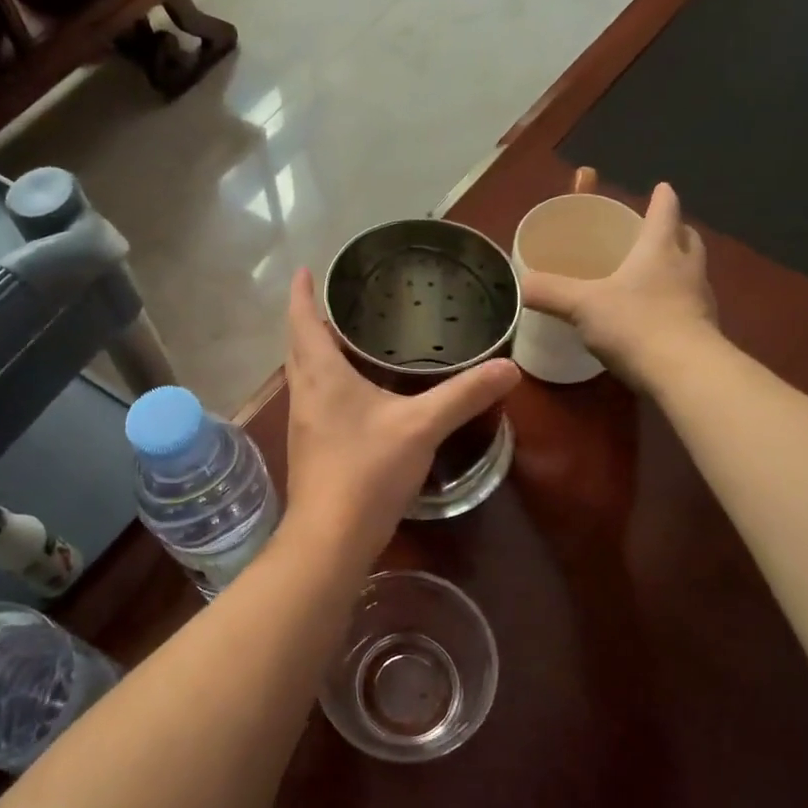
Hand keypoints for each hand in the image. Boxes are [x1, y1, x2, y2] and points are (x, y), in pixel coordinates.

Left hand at [282, 269, 519, 565]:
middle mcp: (303, 394)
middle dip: (309, 321)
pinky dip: (326, 382)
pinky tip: (353, 395)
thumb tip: (509, 368)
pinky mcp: (309, 448)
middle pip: (298, 346)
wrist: (329, 537)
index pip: (302, 321)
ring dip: (316, 353)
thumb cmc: (367, 471)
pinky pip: (313, 400)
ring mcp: (302, 424)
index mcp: (321, 376)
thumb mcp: (421, 427)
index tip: (305, 270)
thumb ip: (464, 395)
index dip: (302, 294)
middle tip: (336, 302)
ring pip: (303, 375)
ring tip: (346, 340)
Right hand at [520, 183, 716, 388]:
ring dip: (679, 269)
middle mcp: (686, 268)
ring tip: (656, 277)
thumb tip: (520, 284)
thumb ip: (549, 292)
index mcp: (659, 249)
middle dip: (675, 232)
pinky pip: (691, 308)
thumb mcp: (582, 305)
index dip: (662, 198)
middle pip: (688, 239)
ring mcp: (700, 301)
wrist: (685, 372)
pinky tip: (657, 320)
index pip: (665, 211)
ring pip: (693, 273)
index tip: (662, 187)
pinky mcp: (705, 332)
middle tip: (659, 233)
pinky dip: (677, 305)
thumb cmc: (635, 324)